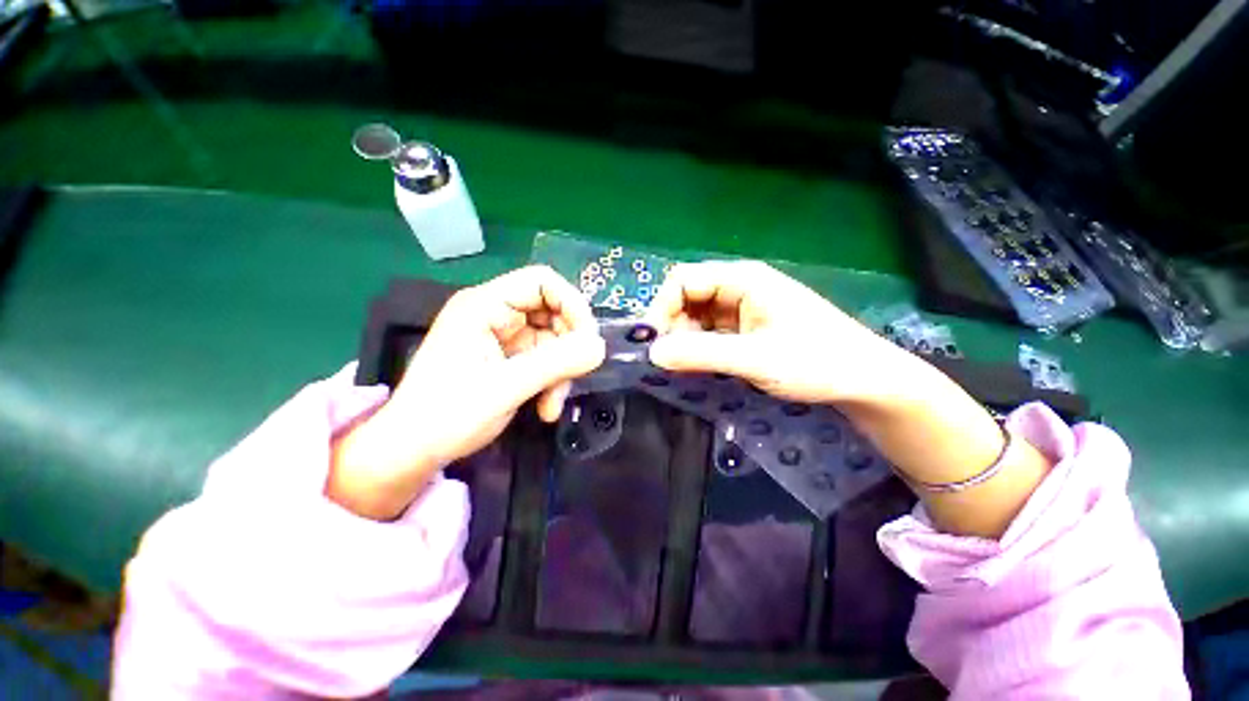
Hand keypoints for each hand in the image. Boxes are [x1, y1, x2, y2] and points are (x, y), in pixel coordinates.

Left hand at [329, 266, 605, 519]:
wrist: (412, 452)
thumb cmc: (447, 414)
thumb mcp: (506, 386)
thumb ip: (557, 364)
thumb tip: (601, 347)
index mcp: (485, 305)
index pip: (541, 281)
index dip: (571, 303)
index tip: (588, 339)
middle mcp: (496, 315)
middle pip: (553, 312)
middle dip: (568, 347)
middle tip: (575, 375)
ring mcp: (503, 339)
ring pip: (553, 341)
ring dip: (561, 372)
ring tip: (553, 405)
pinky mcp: (508, 361)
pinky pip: (545, 361)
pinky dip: (552, 382)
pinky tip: (546, 409)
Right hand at [645, 261, 1051, 537]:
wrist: (865, 381)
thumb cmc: (816, 362)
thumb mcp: (755, 358)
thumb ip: (701, 353)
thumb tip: (652, 352)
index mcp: (742, 279)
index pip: (682, 280)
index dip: (661, 307)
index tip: (653, 344)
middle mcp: (739, 287)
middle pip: (686, 298)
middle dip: (671, 326)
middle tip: (669, 362)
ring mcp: (743, 308)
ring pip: (696, 317)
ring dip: (684, 340)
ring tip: (685, 368)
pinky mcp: (747, 329)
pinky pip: (710, 332)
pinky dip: (699, 347)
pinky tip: (701, 366)